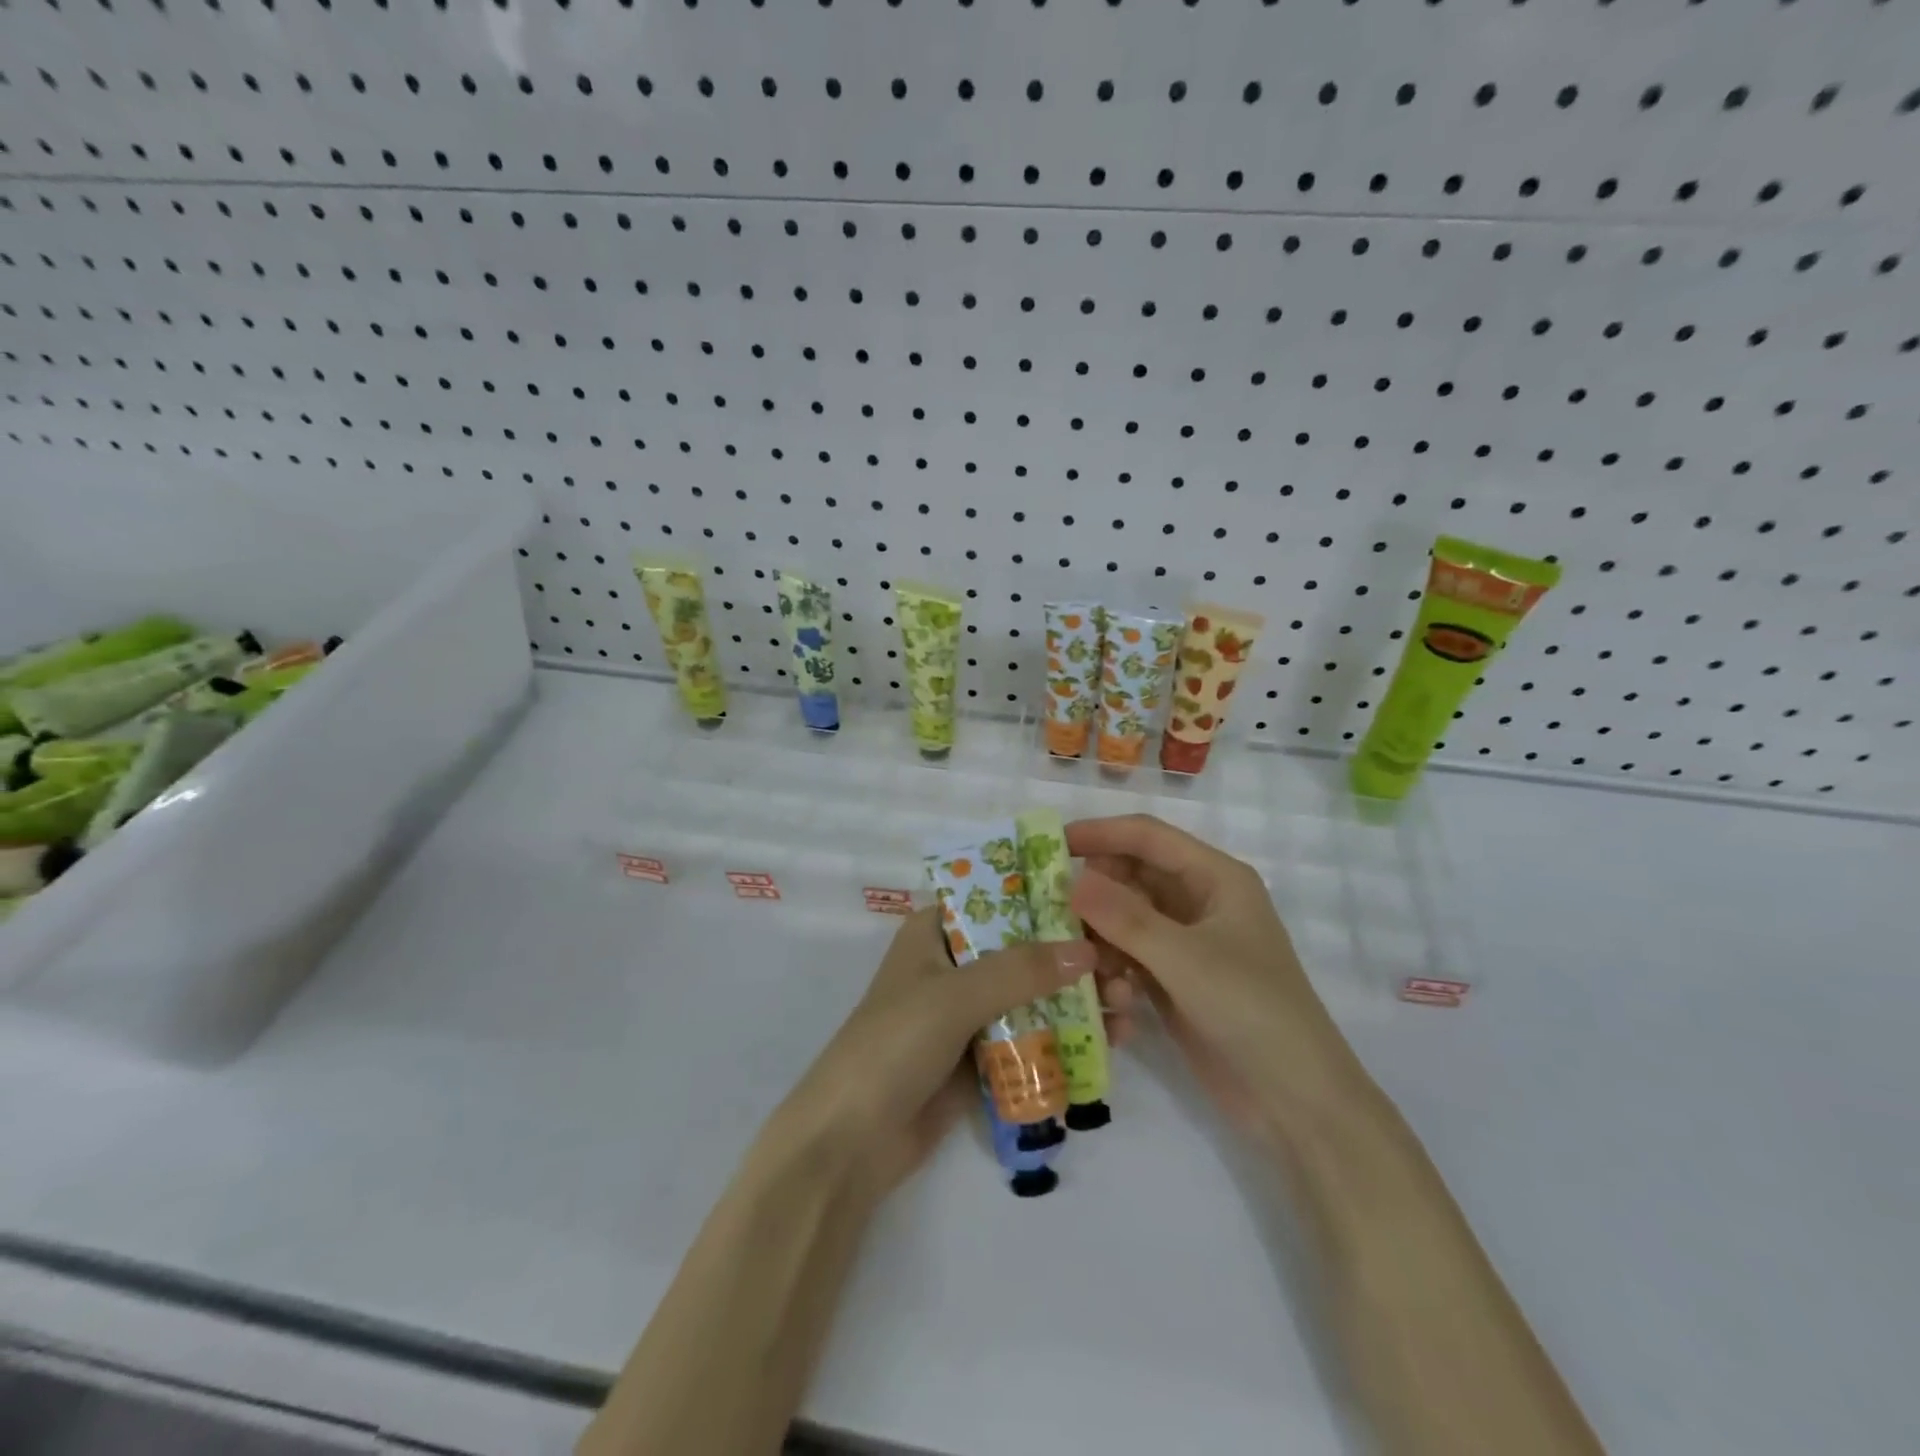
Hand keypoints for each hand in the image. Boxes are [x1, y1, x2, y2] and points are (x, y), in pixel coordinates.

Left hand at [769, 907, 1118, 1202]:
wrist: (851, 1141)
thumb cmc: (893, 1045)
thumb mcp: (954, 996)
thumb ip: (1020, 971)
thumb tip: (1087, 951)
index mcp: (935, 932)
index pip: (998, 899)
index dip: (1048, 901)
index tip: (1101, 907)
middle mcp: (954, 964)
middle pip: (1024, 950)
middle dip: (1074, 959)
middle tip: (1125, 970)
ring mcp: (967, 1014)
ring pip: (1032, 996)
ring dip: (1078, 1001)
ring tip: (1126, 1010)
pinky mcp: (979, 1057)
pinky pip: (1030, 1038)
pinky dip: (1065, 1038)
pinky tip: (1109, 1044)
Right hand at [1066, 814, 1363, 1141]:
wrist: (1297, 1101)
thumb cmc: (1251, 1011)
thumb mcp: (1185, 959)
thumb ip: (1125, 917)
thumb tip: (1071, 881)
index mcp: (1215, 878)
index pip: (1148, 837)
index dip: (1100, 833)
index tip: (1050, 844)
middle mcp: (1199, 902)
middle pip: (1132, 877)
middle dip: (1094, 894)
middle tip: (1051, 913)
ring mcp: (1187, 944)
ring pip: (1125, 921)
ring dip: (1103, 941)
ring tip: (1091, 972)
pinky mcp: (1175, 981)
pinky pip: (1130, 958)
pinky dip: (1115, 972)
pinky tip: (1114, 1003)